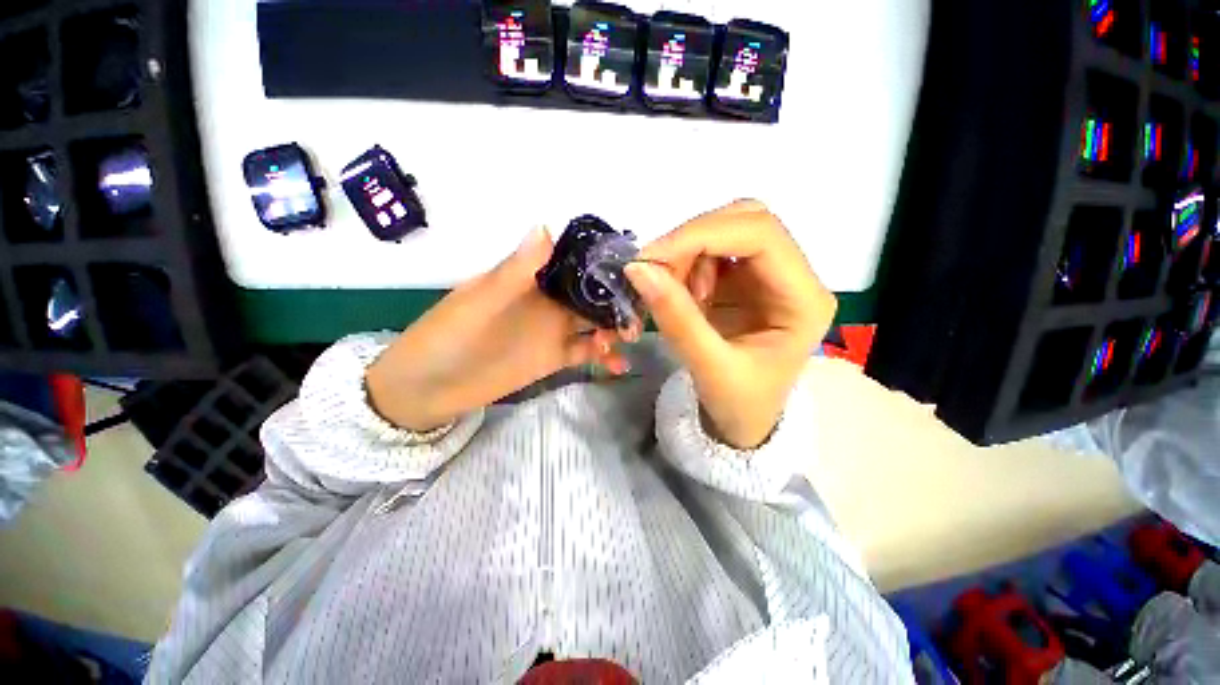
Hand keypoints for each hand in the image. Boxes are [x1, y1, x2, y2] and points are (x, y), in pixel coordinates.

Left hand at [367, 228, 627, 430]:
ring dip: (615, 327)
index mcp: (530, 279)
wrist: (428, 389)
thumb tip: (546, 226)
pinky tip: (620, 364)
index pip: (573, 262)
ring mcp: (554, 331)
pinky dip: (604, 356)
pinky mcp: (555, 358)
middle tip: (642, 308)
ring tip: (631, 336)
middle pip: (591, 294)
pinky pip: (586, 354)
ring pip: (594, 323)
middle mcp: (548, 301)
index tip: (633, 266)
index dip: (602, 262)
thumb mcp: (479, 301)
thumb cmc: (447, 337)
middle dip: (617, 298)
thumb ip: (515, 270)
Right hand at [624, 201, 835, 448]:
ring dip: (686, 253)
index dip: (702, 234)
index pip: (761, 235)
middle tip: (657, 271)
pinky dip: (685, 264)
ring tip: (669, 292)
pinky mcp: (745, 280)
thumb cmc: (739, 404)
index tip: (652, 258)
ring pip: (725, 230)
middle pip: (746, 221)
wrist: (743, 421)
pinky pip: (711, 252)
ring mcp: (769, 275)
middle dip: (693, 240)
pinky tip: (679, 293)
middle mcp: (794, 277)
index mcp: (803, 300)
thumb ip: (676, 318)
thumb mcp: (709, 368)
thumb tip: (638, 269)